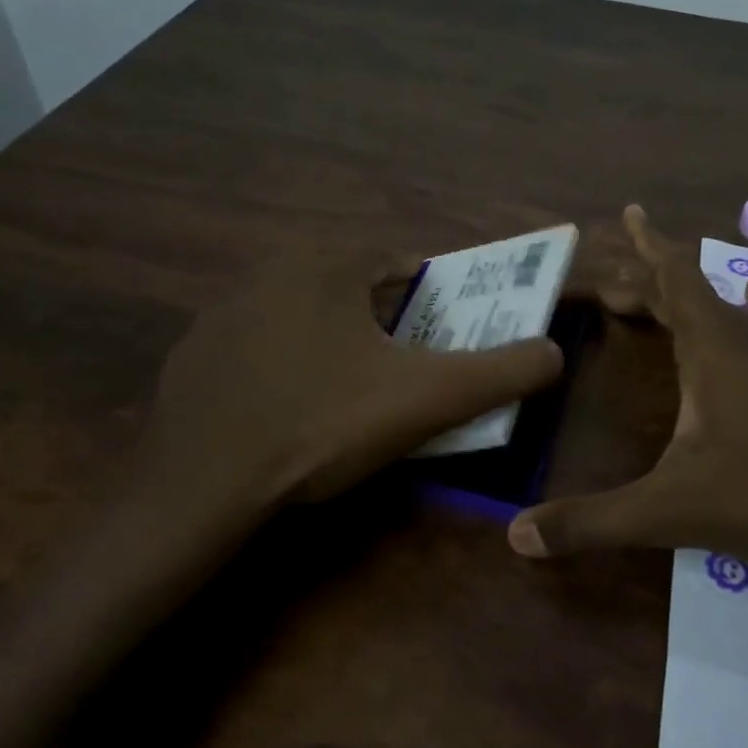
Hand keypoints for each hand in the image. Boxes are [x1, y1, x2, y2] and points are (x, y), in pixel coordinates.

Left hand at [140, 243, 564, 510]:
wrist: (205, 483)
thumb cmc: (323, 423)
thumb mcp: (429, 398)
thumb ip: (502, 371)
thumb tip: (554, 353)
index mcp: (326, 264)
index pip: (398, 264)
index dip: (430, 300)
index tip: (440, 342)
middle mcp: (269, 271)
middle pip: (350, 291)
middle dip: (381, 325)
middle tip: (399, 375)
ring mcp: (222, 312)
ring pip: (302, 319)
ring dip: (331, 345)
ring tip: (346, 398)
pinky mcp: (194, 355)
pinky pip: (258, 351)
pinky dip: (282, 369)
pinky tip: (289, 413)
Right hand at [509, 206, 747, 571]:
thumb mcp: (674, 511)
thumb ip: (595, 522)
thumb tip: (517, 536)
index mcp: (716, 348)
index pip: (674, 277)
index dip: (647, 245)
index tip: (629, 210)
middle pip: (695, 290)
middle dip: (650, 281)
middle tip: (614, 286)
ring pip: (736, 306)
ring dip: (696, 299)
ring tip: (670, 298)